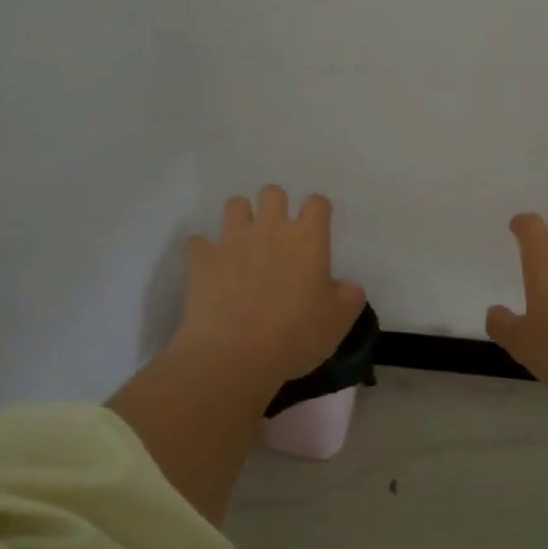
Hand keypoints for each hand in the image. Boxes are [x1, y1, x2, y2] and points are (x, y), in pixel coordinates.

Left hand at [175, 186, 366, 387]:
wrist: (235, 355)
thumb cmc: (296, 335)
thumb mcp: (338, 321)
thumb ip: (349, 297)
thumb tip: (348, 287)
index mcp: (308, 238)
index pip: (317, 203)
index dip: (317, 211)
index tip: (317, 228)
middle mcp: (270, 228)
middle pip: (273, 193)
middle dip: (276, 207)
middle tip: (278, 235)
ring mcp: (232, 239)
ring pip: (235, 205)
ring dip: (241, 218)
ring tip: (243, 243)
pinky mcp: (202, 258)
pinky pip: (199, 241)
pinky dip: (205, 251)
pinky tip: (210, 268)